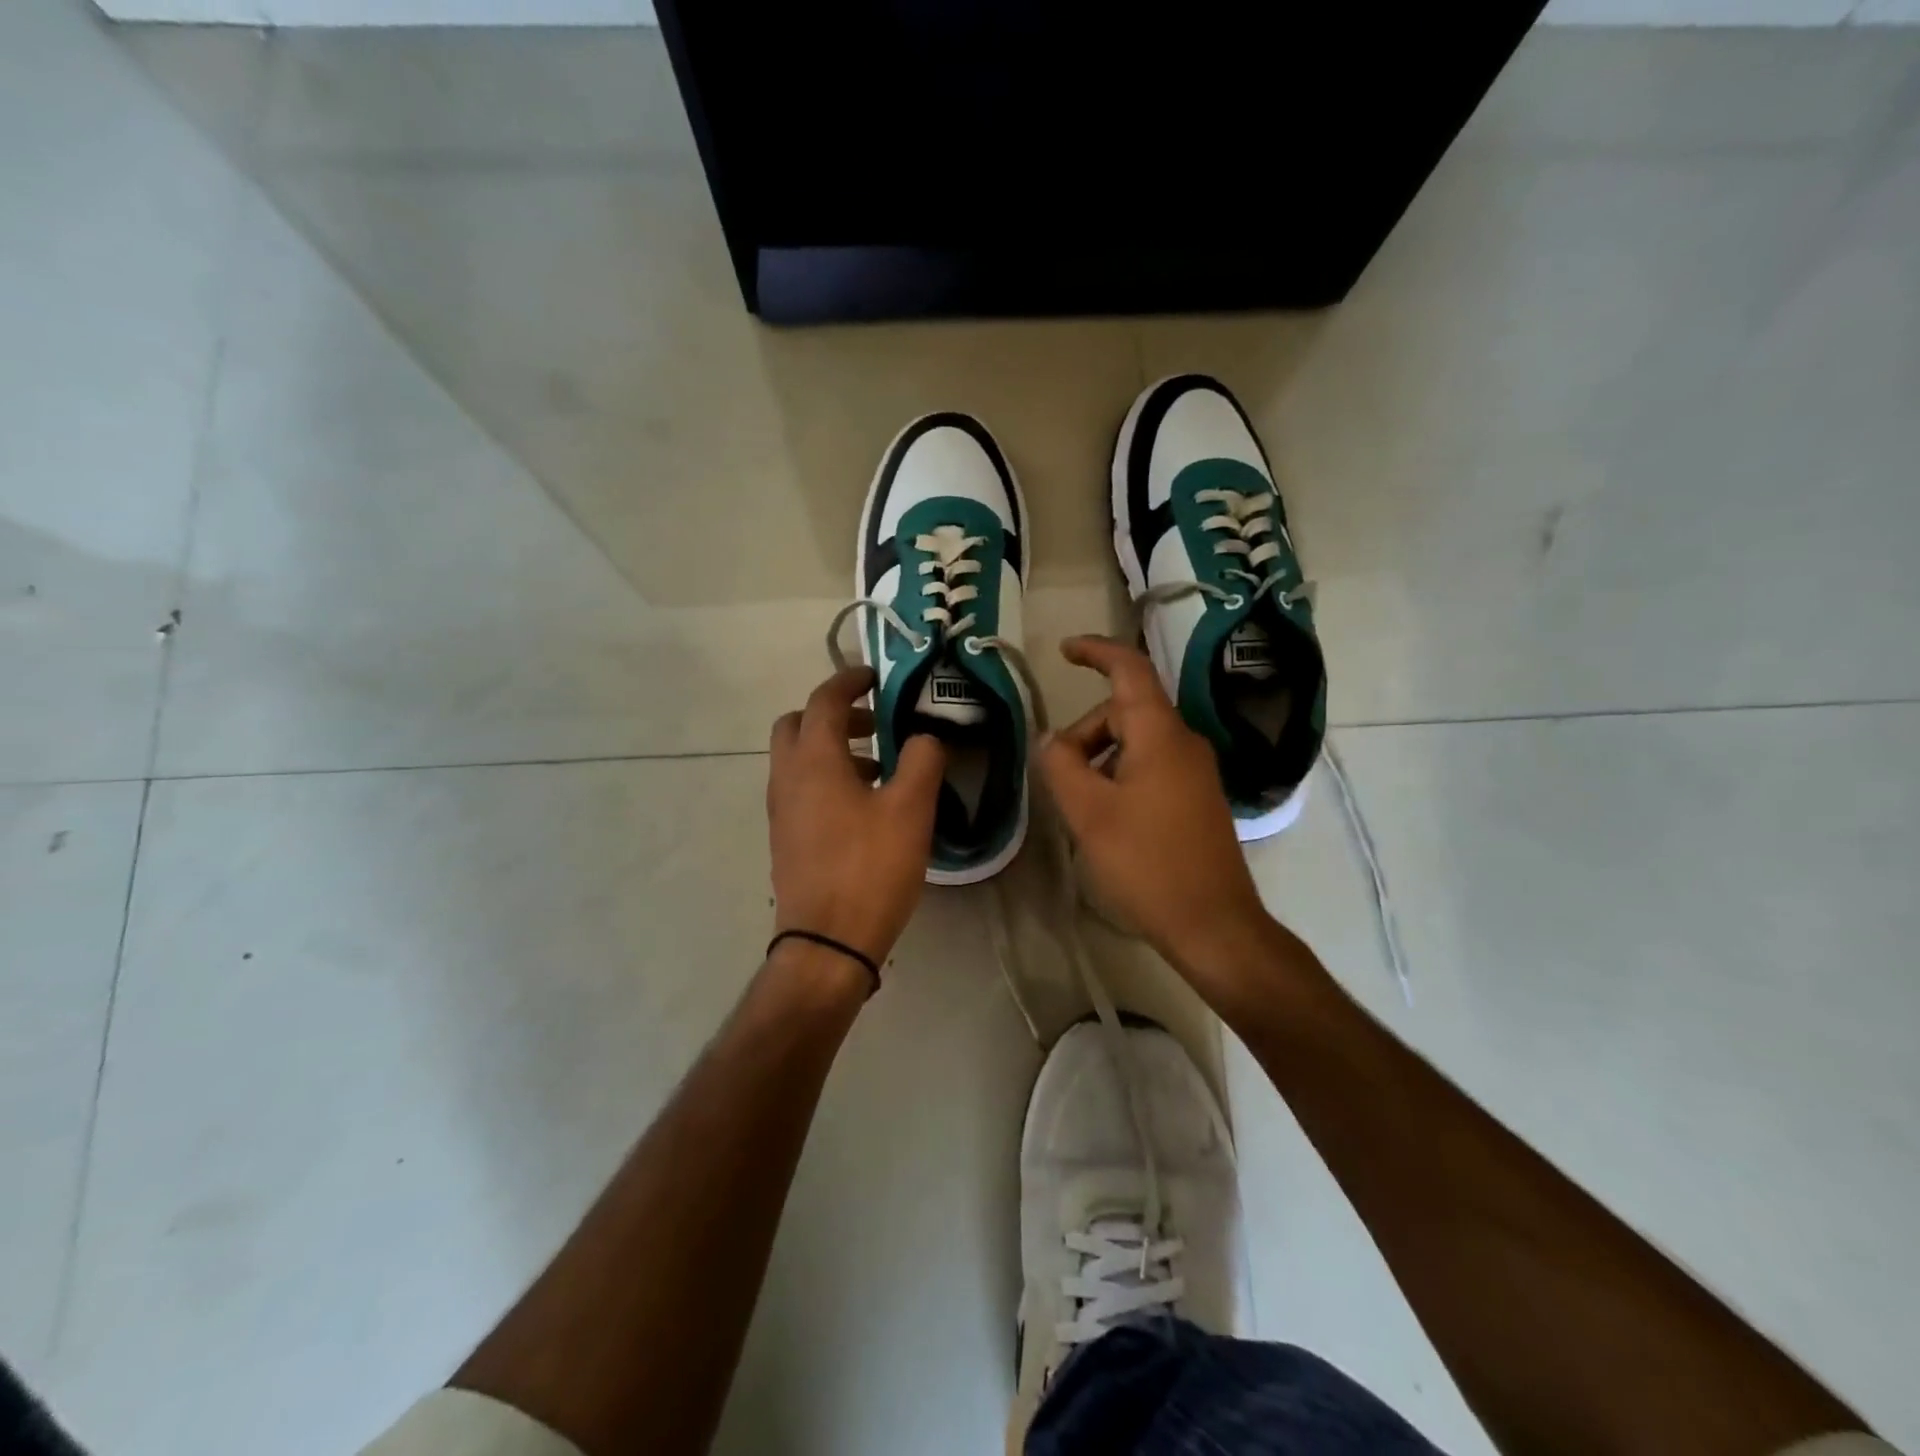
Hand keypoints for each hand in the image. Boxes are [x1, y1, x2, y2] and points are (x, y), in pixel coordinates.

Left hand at [768, 666, 945, 969]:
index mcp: (813, 760)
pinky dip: (828, 777)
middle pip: (799, 724)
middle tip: (875, 723)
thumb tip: (924, 737)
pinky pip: (802, 788)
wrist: (827, 941)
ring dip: (834, 748)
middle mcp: (787, 777)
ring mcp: (781, 810)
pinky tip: (866, 805)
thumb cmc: (870, 868)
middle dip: (834, 714)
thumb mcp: (910, 809)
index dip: (850, 680)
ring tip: (881, 766)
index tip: (877, 677)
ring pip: (799, 758)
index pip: (824, 699)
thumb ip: (923, 760)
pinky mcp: (786, 837)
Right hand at [1040, 636, 1272, 977]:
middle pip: (1124, 713)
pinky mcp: (1196, 800)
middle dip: (1085, 734)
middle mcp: (1184, 743)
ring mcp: (1194, 772)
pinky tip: (1106, 821)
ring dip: (1099, 762)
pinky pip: (1149, 769)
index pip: (1129, 670)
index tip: (1064, 651)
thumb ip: (1061, 765)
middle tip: (1058, 779)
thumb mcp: (1088, 812)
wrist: (1213, 924)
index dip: (1096, 652)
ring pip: (1135, 744)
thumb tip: (1052, 740)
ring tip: (1081, 809)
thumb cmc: (1147, 863)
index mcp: (1161, 734)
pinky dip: (1119, 779)